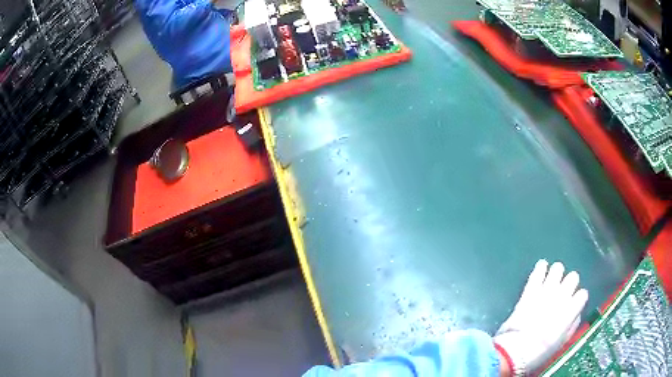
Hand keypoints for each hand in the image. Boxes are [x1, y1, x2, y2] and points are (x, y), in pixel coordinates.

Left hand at [494, 260, 587, 374]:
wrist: (515, 352)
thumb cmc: (540, 353)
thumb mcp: (561, 343)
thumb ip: (571, 326)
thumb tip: (575, 315)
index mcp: (571, 310)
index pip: (583, 294)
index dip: (578, 300)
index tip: (574, 304)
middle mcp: (562, 296)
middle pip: (573, 277)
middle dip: (569, 283)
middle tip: (562, 292)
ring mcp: (546, 291)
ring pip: (558, 269)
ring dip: (556, 273)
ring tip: (552, 279)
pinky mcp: (530, 290)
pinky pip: (538, 272)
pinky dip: (541, 267)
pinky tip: (541, 266)